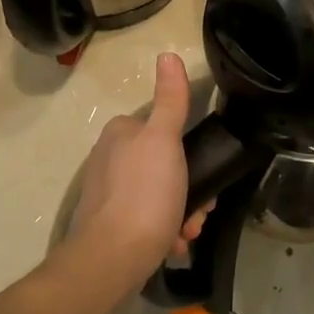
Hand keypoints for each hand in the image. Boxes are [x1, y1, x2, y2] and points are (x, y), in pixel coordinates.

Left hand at [57, 52, 211, 302]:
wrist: (112, 259)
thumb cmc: (144, 195)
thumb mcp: (164, 140)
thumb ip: (170, 100)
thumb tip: (168, 54)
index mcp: (120, 133)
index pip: (164, 130)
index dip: (191, 152)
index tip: (205, 175)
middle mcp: (109, 158)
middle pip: (166, 165)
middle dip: (189, 190)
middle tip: (199, 211)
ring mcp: (108, 193)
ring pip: (160, 195)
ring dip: (182, 213)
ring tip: (186, 233)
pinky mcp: (109, 223)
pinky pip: (147, 219)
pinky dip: (164, 231)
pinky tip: (172, 245)